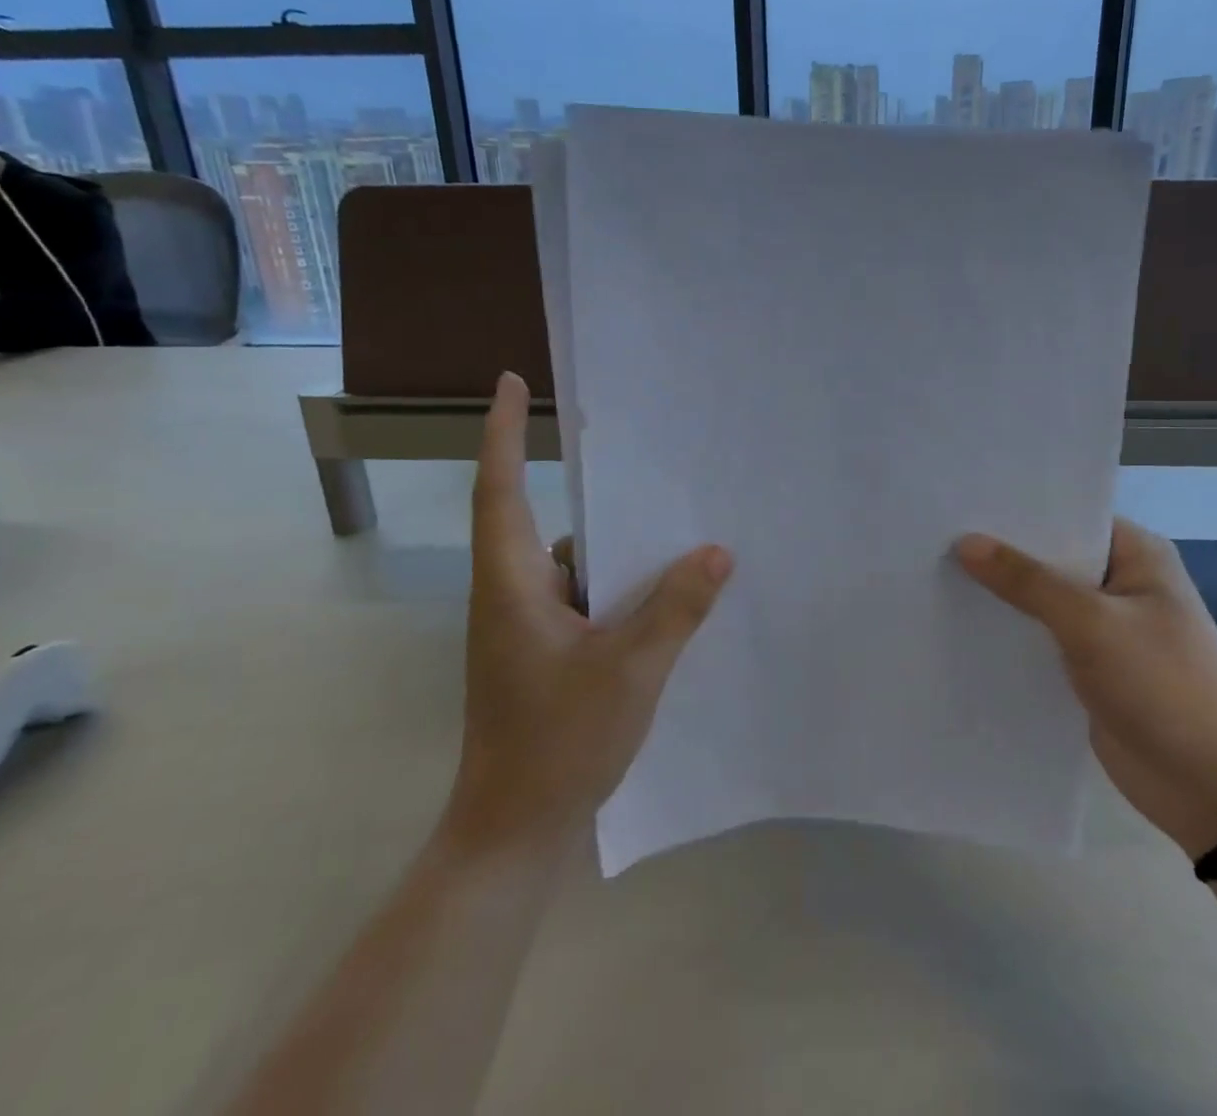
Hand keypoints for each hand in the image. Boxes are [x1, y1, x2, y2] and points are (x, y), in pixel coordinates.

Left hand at [445, 372, 732, 849]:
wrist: (513, 833)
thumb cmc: (557, 745)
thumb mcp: (630, 671)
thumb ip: (675, 608)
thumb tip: (716, 551)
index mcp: (512, 585)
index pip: (500, 490)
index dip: (503, 433)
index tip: (514, 382)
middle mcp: (513, 594)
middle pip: (545, 519)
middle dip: (592, 487)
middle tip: (644, 456)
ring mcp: (527, 626)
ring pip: (575, 562)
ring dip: (617, 546)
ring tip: (676, 529)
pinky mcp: (545, 652)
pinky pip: (586, 596)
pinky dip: (620, 585)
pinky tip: (667, 593)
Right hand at [956, 520, 1216, 857]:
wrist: (1211, 789)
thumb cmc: (1163, 686)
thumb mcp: (1091, 623)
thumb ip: (1026, 581)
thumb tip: (966, 542)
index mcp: (1136, 554)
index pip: (1069, 515)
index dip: (1018, 509)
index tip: (962, 501)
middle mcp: (1120, 583)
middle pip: (1051, 557)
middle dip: (1002, 552)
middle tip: (936, 534)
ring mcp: (1105, 628)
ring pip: (1042, 600)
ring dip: (1002, 595)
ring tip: (935, 572)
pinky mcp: (1089, 668)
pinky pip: (1041, 639)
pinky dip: (1011, 633)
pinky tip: (960, 624)